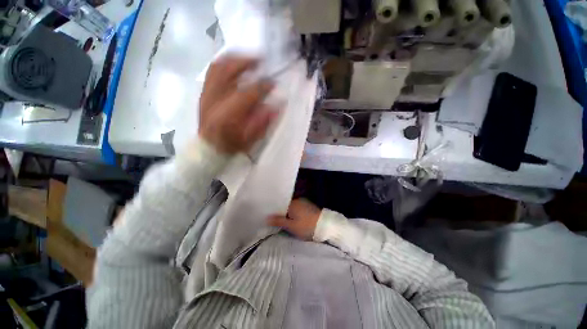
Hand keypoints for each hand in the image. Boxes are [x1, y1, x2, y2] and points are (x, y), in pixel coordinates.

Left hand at [199, 55, 276, 153]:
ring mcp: (206, 94)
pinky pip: (212, 71)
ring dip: (235, 59)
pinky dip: (224, 64)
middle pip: (228, 71)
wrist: (208, 149)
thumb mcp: (250, 139)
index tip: (273, 82)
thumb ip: (263, 121)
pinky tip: (234, 65)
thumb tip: (277, 105)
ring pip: (218, 67)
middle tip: (261, 61)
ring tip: (248, 59)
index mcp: (228, 115)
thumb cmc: (230, 146)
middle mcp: (214, 100)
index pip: (248, 93)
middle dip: (246, 62)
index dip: (262, 85)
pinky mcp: (203, 93)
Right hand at [268, 199, 320, 240]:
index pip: (280, 204)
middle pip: (285, 206)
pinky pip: (298, 208)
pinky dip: (294, 213)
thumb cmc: (306, 226)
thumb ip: (278, 221)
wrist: (326, 226)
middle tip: (275, 221)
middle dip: (281, 212)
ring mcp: (304, 203)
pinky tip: (293, 219)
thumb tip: (266, 218)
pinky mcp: (309, 207)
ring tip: (283, 221)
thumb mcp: (291, 226)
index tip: (269, 216)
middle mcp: (297, 200)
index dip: (274, 211)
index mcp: (292, 203)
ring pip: (292, 208)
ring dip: (288, 213)